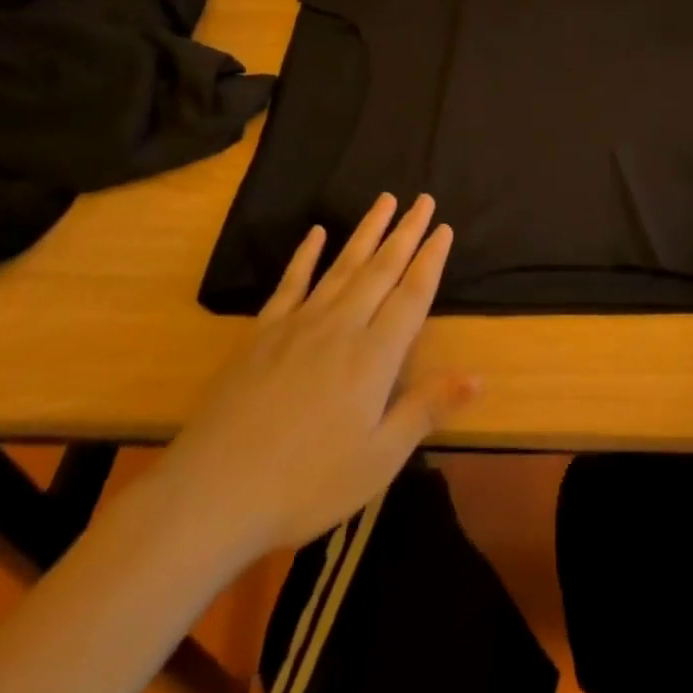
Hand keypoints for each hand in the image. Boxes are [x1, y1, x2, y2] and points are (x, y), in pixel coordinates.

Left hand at [159, 194, 475, 557]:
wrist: (213, 493)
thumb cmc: (306, 484)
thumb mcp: (378, 459)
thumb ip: (426, 409)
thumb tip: (479, 376)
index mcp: (374, 356)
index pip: (412, 295)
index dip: (430, 260)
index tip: (443, 228)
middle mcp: (342, 326)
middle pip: (381, 269)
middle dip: (406, 232)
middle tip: (423, 199)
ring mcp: (299, 323)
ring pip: (343, 265)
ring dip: (367, 231)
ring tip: (385, 200)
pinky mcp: (264, 332)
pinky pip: (292, 282)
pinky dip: (306, 255)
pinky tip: (316, 233)